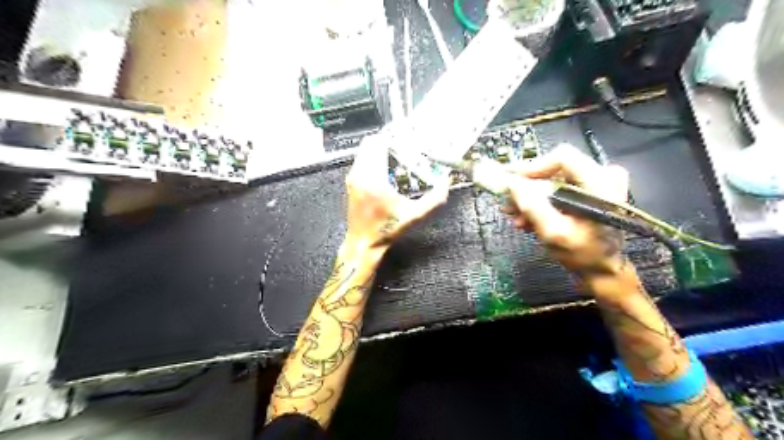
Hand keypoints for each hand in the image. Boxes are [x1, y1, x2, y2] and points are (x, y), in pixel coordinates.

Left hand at [345, 139, 446, 251]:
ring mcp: (353, 177)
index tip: (407, 139)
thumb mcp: (415, 216)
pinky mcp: (351, 182)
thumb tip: (446, 181)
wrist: (364, 242)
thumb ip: (434, 199)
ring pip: (364, 150)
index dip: (393, 137)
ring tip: (397, 155)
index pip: (378, 144)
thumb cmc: (388, 229)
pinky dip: (373, 157)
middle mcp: (360, 174)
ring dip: (380, 148)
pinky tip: (387, 167)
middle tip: (404, 146)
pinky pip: (361, 159)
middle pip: (370, 143)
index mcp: (374, 179)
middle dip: (387, 141)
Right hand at [502, 145, 628, 277]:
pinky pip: (558, 190)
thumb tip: (512, 184)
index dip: (534, 167)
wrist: (603, 270)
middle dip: (528, 188)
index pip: (562, 157)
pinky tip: (528, 219)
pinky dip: (541, 203)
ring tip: (516, 217)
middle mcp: (601, 177)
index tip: (513, 183)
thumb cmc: (583, 255)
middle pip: (554, 169)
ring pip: (553, 181)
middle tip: (508, 203)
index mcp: (600, 183)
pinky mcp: (588, 193)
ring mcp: (595, 185)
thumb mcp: (554, 233)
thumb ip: (532, 207)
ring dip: (531, 198)